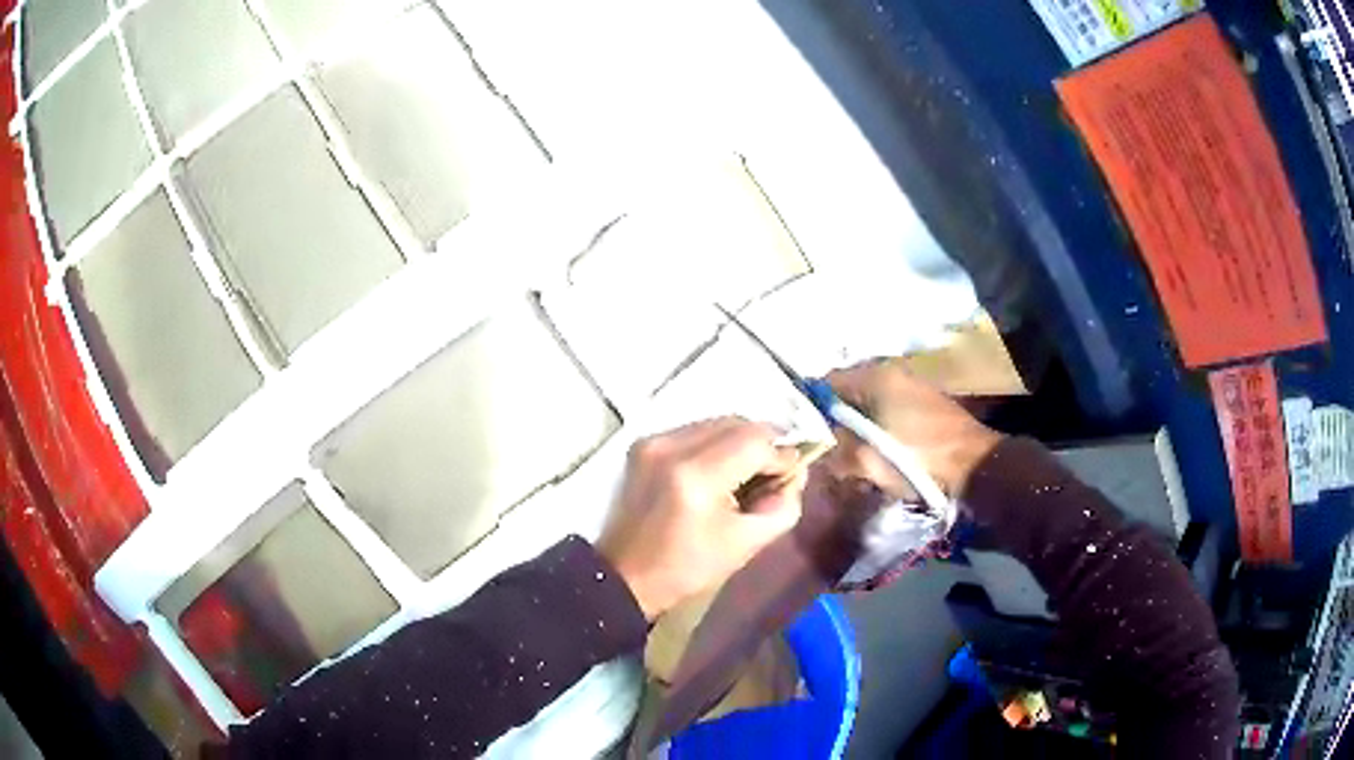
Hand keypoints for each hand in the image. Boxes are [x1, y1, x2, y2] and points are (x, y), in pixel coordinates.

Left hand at [598, 417, 805, 619]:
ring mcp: (654, 441)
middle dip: (763, 443)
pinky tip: (719, 470)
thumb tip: (796, 471)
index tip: (789, 475)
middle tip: (773, 472)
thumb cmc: (687, 567)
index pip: (756, 441)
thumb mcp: (747, 545)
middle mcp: (672, 447)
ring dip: (740, 440)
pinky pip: (695, 430)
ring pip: (716, 422)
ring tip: (747, 472)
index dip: (781, 455)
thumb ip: (783, 506)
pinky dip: (715, 443)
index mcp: (697, 476)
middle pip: (737, 423)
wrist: (625, 574)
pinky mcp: (644, 444)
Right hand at [824, 359, 1003, 499]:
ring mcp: (911, 386)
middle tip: (833, 454)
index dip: (811, 409)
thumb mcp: (866, 461)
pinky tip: (882, 458)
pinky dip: (879, 433)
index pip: (825, 382)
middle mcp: (891, 373)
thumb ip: (836, 452)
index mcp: (875, 376)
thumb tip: (823, 451)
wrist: (973, 465)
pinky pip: (888, 414)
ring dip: (859, 432)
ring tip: (858, 462)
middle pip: (847, 395)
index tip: (807, 437)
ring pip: (868, 407)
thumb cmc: (917, 459)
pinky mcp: (924, 404)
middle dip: (837, 425)